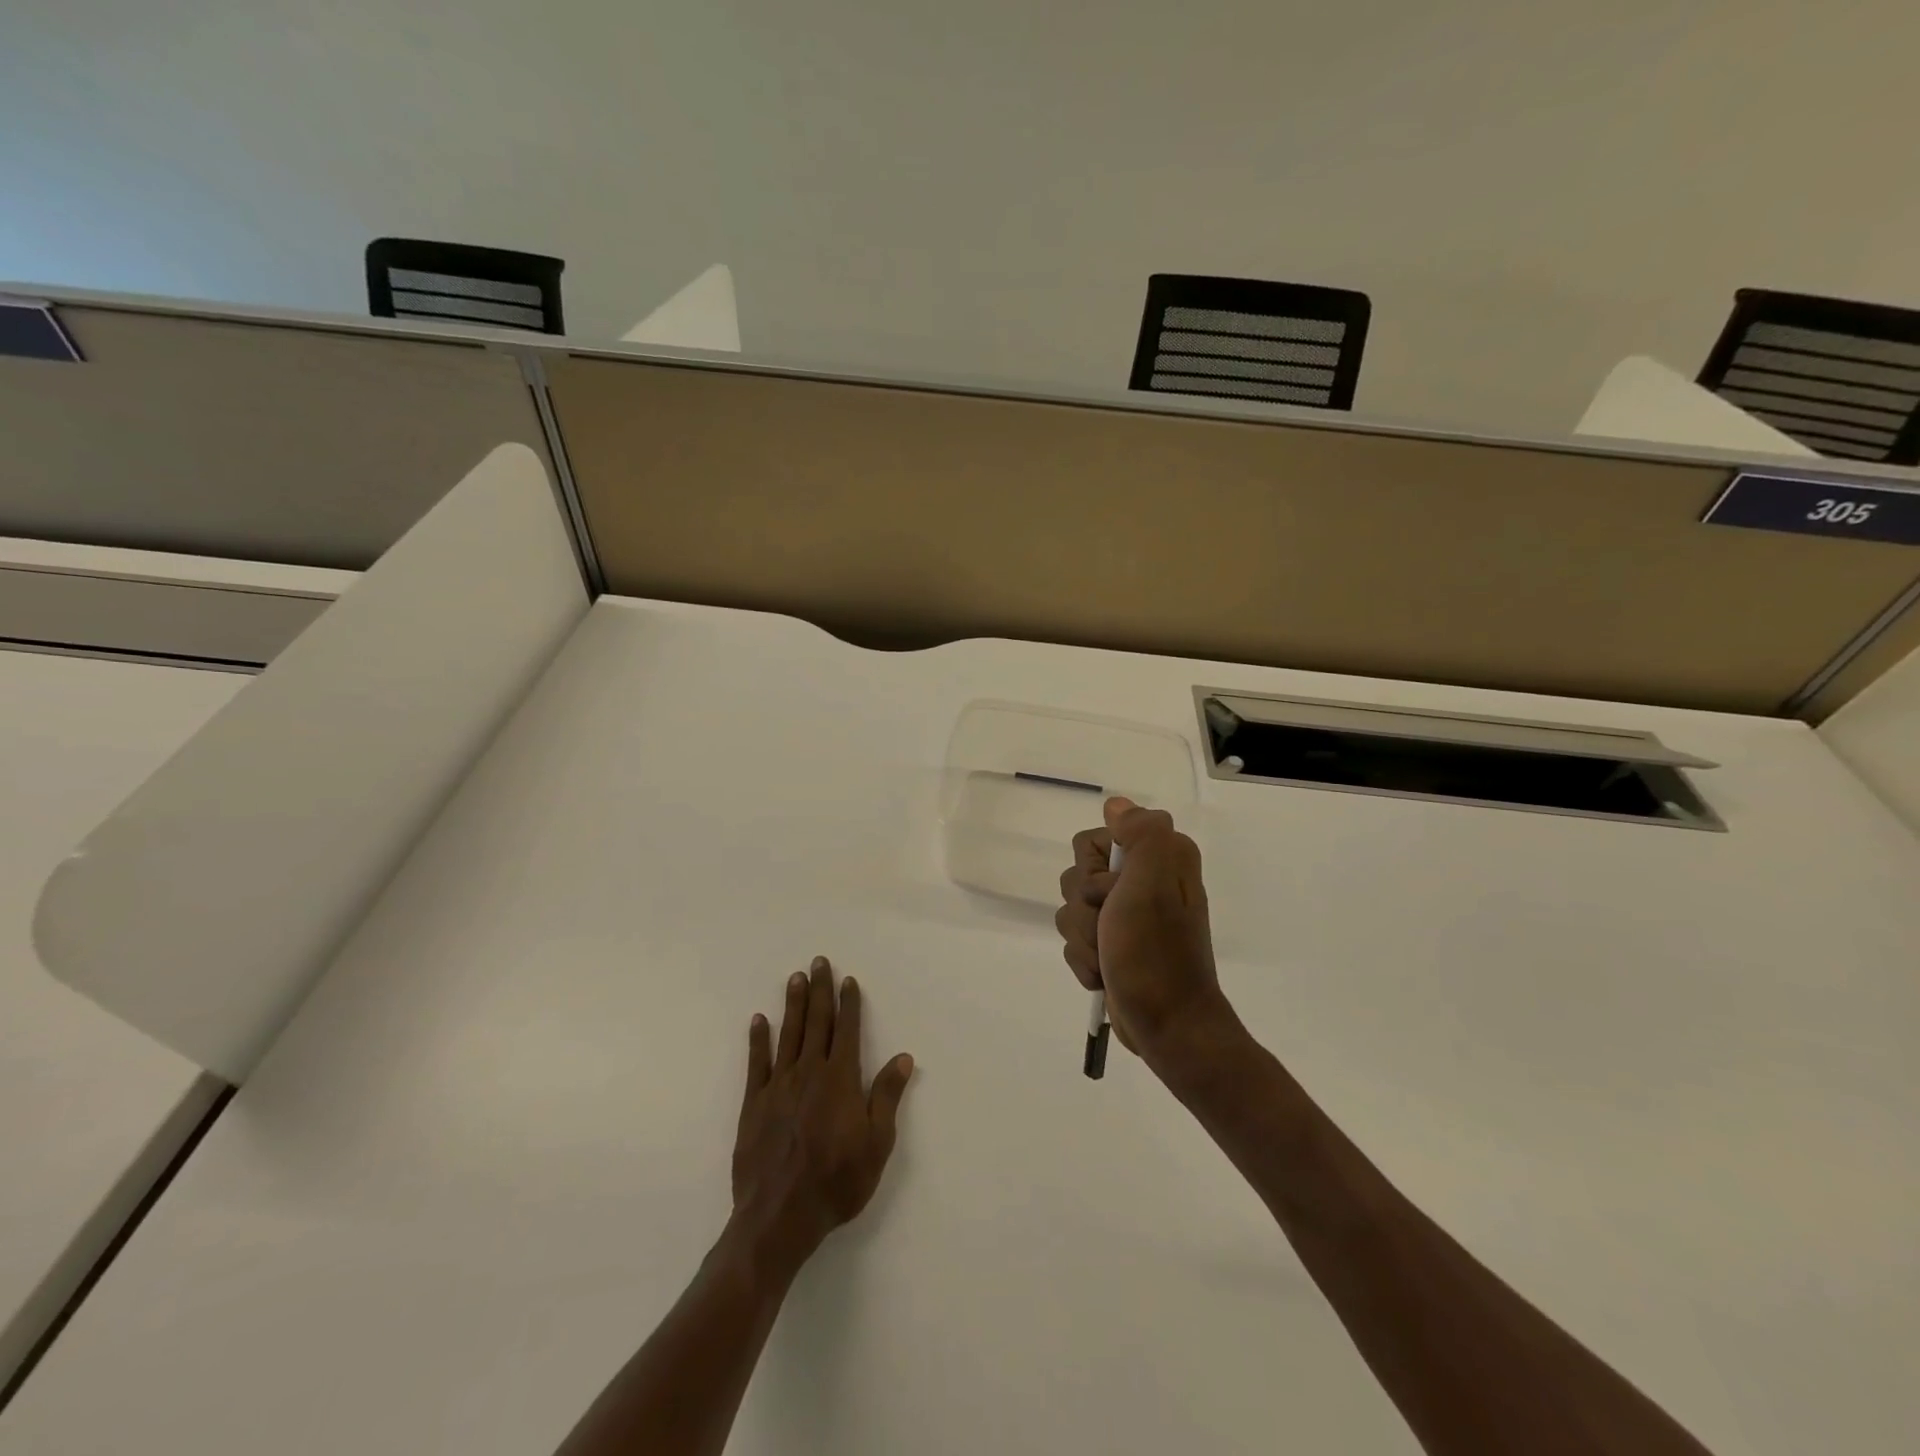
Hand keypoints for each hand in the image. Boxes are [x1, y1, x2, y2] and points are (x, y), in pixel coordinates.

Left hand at [731, 957, 914, 1273]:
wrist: (779, 1217)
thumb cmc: (836, 1182)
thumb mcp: (876, 1144)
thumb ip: (887, 1096)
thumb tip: (904, 1057)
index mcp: (841, 1080)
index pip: (847, 1030)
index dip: (848, 1003)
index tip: (848, 980)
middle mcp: (809, 1072)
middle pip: (816, 1023)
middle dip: (820, 990)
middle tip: (819, 961)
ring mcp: (779, 1086)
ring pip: (788, 1034)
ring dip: (793, 1004)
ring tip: (795, 978)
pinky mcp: (754, 1103)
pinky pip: (757, 1063)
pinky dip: (758, 1039)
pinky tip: (759, 1020)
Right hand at [1055, 796, 1237, 1064]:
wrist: (1167, 1026)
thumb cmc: (1156, 954)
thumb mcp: (1152, 885)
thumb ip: (1141, 834)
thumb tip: (1118, 805)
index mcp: (1161, 858)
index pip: (1093, 839)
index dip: (1093, 870)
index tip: (1113, 893)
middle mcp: (1145, 879)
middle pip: (1077, 875)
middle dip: (1084, 909)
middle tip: (1111, 929)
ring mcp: (1127, 914)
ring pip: (1070, 908)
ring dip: (1082, 939)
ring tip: (1108, 958)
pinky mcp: (1113, 943)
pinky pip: (1074, 938)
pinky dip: (1083, 959)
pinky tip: (1103, 973)